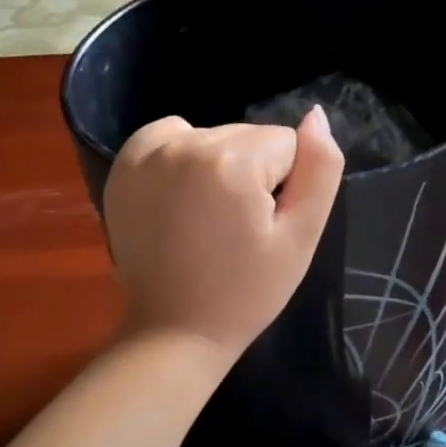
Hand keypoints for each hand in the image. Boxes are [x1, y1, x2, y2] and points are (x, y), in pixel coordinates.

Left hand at [103, 107, 344, 357]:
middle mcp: (184, 143)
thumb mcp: (300, 238)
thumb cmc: (246, 293)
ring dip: (219, 165)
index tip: (262, 227)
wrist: (174, 331)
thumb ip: (320, 169)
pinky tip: (181, 199)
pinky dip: (183, 157)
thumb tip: (317, 116)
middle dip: (252, 174)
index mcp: (231, 161)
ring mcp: (148, 152)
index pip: (287, 144)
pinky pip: (172, 136)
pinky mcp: (125, 164)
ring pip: (214, 136)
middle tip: (237, 229)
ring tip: (208, 219)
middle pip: (248, 136)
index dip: (285, 187)